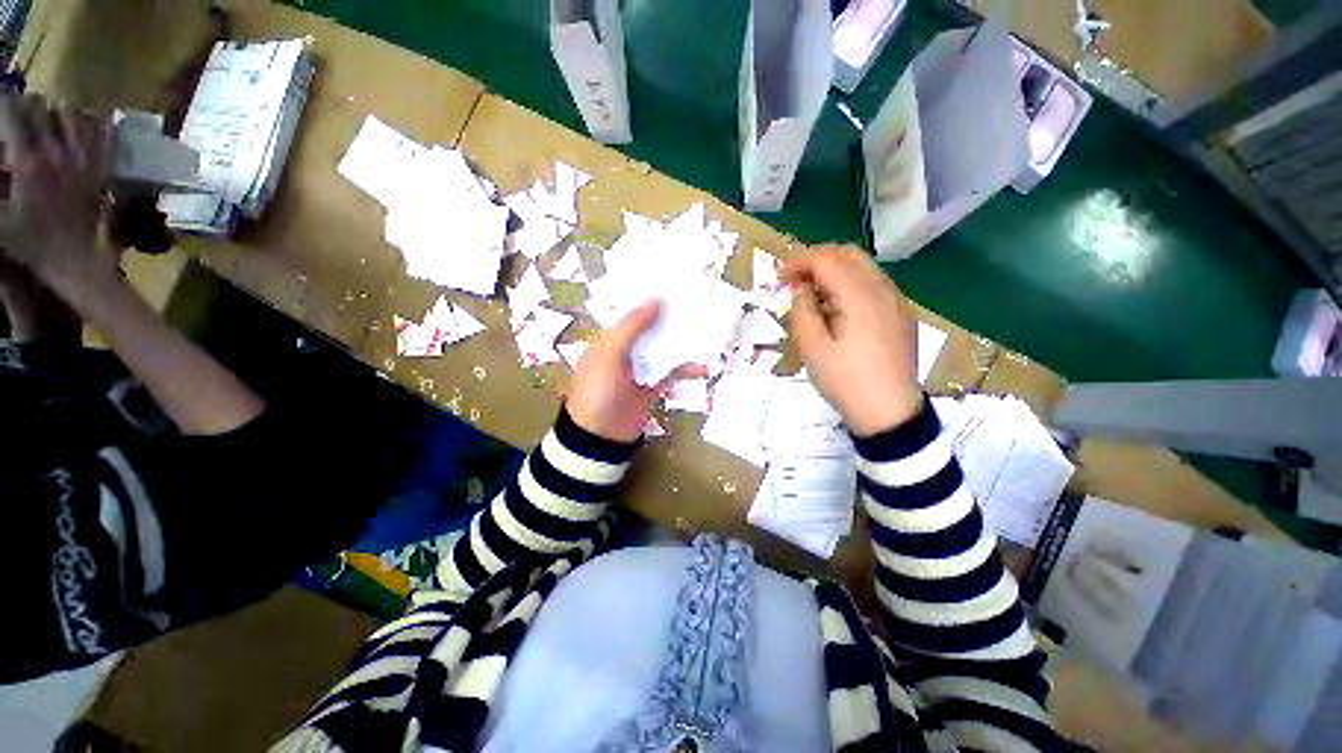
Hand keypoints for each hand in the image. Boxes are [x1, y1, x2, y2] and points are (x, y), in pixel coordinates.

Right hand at [0, 94, 112, 280]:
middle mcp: (57, 153)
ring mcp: (83, 159)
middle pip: (42, 107)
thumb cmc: (29, 241)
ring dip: (57, 112)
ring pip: (72, 113)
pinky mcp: (102, 168)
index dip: (3, 105)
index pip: (12, 111)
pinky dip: (91, 122)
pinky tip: (79, 127)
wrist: (73, 258)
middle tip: (20, 118)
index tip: (0, 112)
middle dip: (28, 106)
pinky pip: (103, 132)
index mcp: (27, 161)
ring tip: (47, 122)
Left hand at [567, 299, 706, 442]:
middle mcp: (627, 348)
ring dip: (684, 344)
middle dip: (674, 320)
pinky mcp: (654, 385)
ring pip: (666, 349)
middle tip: (701, 306)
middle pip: (654, 329)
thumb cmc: (600, 390)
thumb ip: (633, 327)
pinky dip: (686, 370)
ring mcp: (642, 368)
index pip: (634, 311)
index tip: (677, 284)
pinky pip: (672, 372)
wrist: (601, 436)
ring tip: (708, 335)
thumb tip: (657, 299)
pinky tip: (702, 369)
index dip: (652, 299)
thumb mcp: (610, 354)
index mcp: (611, 337)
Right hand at [785, 246, 920, 435]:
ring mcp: (897, 302)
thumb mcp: (812, 349)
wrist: (890, 412)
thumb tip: (801, 289)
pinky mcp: (901, 315)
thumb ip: (802, 311)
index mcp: (860, 297)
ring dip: (835, 272)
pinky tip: (838, 310)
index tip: (780, 276)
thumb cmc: (845, 381)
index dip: (800, 261)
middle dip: (818, 260)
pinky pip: (874, 285)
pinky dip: (851, 285)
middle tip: (796, 280)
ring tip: (813, 296)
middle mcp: (883, 290)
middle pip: (849, 254)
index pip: (828, 260)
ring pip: (864, 268)